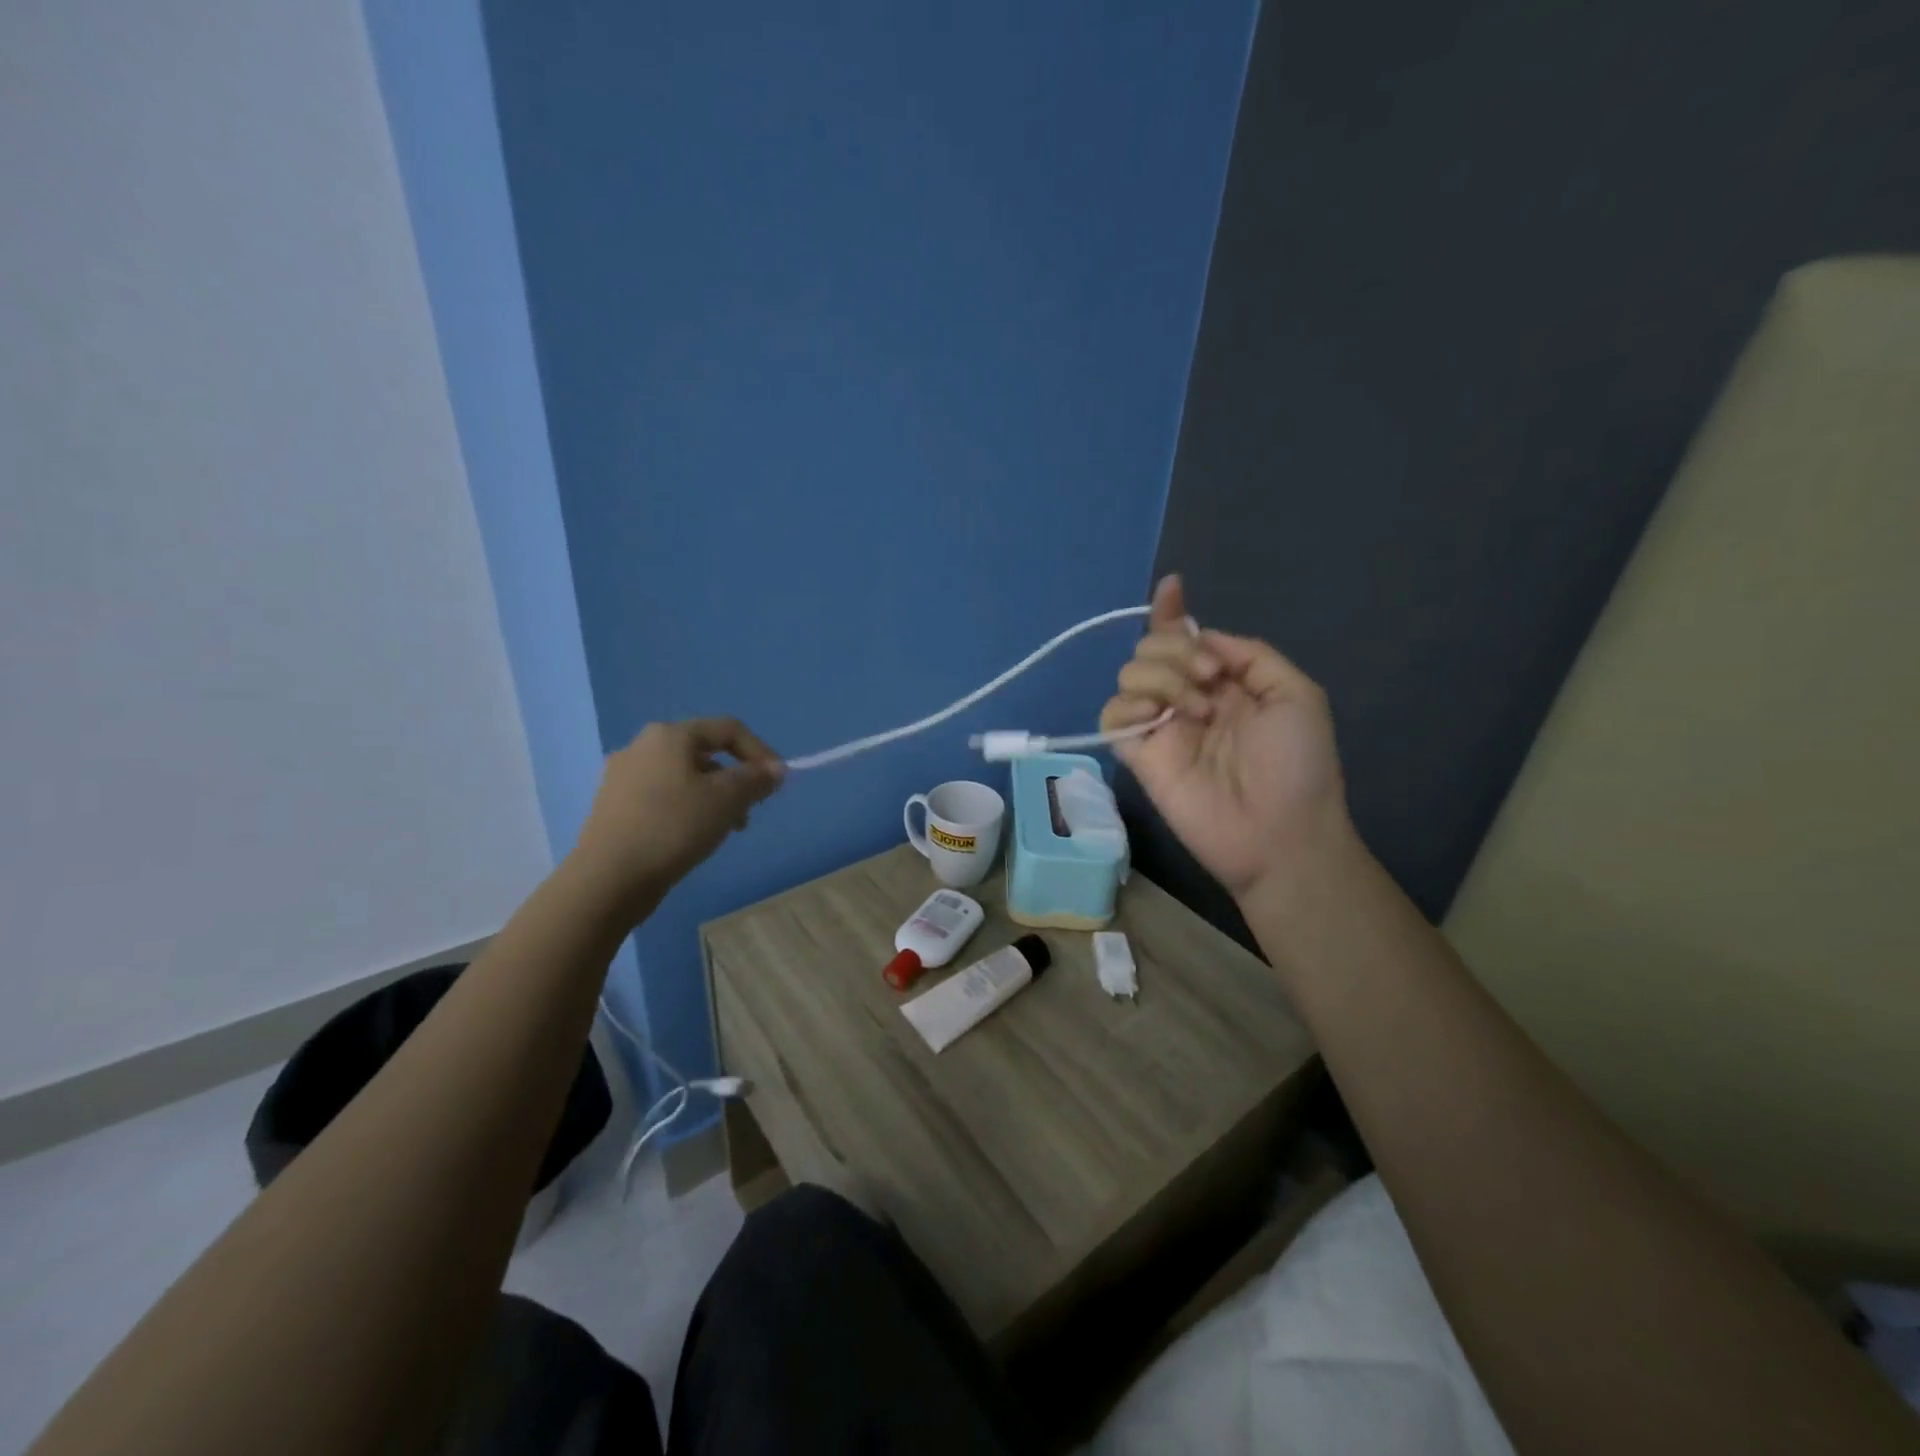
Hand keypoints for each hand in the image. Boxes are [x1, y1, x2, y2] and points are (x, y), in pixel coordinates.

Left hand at [571, 718, 784, 919]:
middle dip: (736, 778)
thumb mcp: (727, 800)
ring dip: (714, 796)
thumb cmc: (674, 827)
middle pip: (705, 753)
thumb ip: (756, 780)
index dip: (760, 752)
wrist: (609, 878)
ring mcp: (622, 776)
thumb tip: (775, 770)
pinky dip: (687, 808)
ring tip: (726, 829)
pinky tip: (693, 837)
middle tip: (752, 809)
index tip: (777, 783)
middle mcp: (642, 746)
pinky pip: (663, 796)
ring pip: (684, 777)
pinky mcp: (614, 806)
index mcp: (669, 735)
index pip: (728, 729)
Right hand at [1100, 576, 1353, 906]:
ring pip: (1130, 674)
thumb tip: (1201, 635)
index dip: (1172, 612)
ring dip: (1161, 677)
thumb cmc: (1298, 765)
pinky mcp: (1137, 754)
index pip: (1186, 638)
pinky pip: (1112, 713)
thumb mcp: (1296, 694)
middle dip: (1175, 649)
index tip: (1171, 587)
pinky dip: (1128, 705)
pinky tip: (1157, 718)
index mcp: (1224, 682)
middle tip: (1208, 679)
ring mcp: (1160, 726)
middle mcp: (1187, 697)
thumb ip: (1249, 654)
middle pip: (1152, 648)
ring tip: (1195, 711)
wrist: (1279, 832)